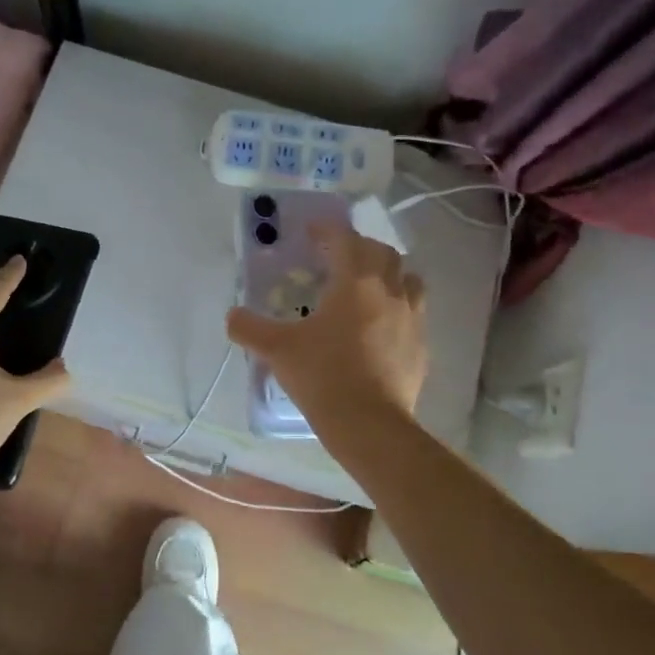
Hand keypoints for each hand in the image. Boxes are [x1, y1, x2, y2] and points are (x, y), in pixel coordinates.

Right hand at [225, 224, 428, 430]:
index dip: (328, 229)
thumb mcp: (277, 350)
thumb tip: (232, 316)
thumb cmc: (323, 376)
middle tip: (337, 257)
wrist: (370, 425)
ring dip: (388, 274)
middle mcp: (389, 291)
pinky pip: (414, 314)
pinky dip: (398, 308)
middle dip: (360, 247)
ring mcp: (412, 319)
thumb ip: (250, 328)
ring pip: (408, 279)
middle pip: (383, 252)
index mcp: (355, 282)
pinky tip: (382, 327)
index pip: (346, 239)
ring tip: (368, 287)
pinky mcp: (422, 347)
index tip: (312, 230)